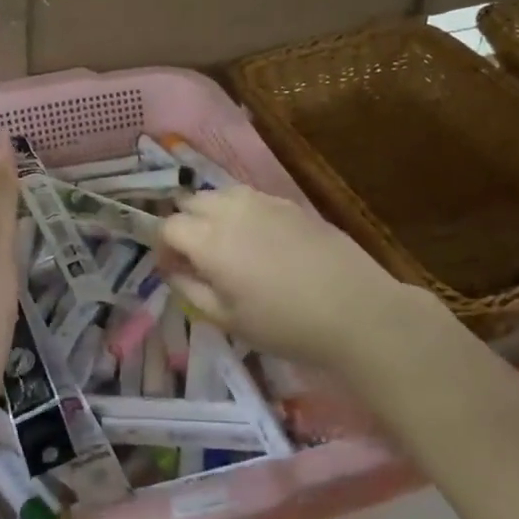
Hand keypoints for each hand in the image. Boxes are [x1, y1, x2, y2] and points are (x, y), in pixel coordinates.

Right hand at [160, 185, 434, 373]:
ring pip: (221, 194)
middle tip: (197, 258)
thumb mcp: (227, 320)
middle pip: (191, 202)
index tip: (173, 270)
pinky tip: (259, 240)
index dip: (163, 248)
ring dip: (212, 214)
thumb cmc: (285, 324)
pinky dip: (241, 212)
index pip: (168, 227)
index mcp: (209, 241)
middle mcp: (231, 211)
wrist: (356, 310)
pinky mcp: (290, 203)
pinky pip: (251, 198)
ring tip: (227, 245)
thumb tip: (173, 271)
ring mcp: (263, 202)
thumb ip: (190, 291)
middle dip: (185, 225)